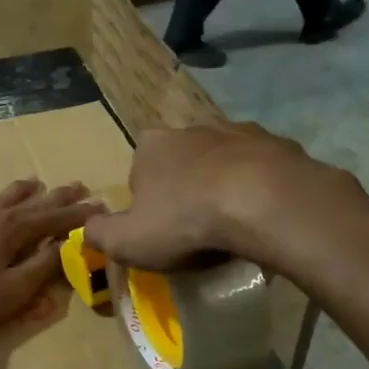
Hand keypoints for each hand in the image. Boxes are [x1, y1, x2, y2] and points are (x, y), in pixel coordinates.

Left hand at [0, 179, 102, 341]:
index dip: (79, 214)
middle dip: (56, 196)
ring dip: (20, 190)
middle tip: (78, 186)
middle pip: (30, 203)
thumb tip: (67, 245)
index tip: (100, 206)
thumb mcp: (10, 294)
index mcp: (12, 233)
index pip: (54, 219)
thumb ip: (41, 268)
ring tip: (35, 182)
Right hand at [83, 122, 367, 271]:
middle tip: (198, 231)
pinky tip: (265, 218)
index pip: (139, 173)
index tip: (161, 232)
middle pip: (183, 163)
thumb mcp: (126, 241)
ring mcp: (239, 131)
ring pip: (225, 163)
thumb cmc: (185, 221)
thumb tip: (88, 228)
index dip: (147, 205)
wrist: (264, 203)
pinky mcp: (280, 143)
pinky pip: (264, 171)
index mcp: (152, 146)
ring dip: (225, 187)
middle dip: (187, 191)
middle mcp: (193, 128)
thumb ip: (99, 234)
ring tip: (234, 227)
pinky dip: (262, 189)